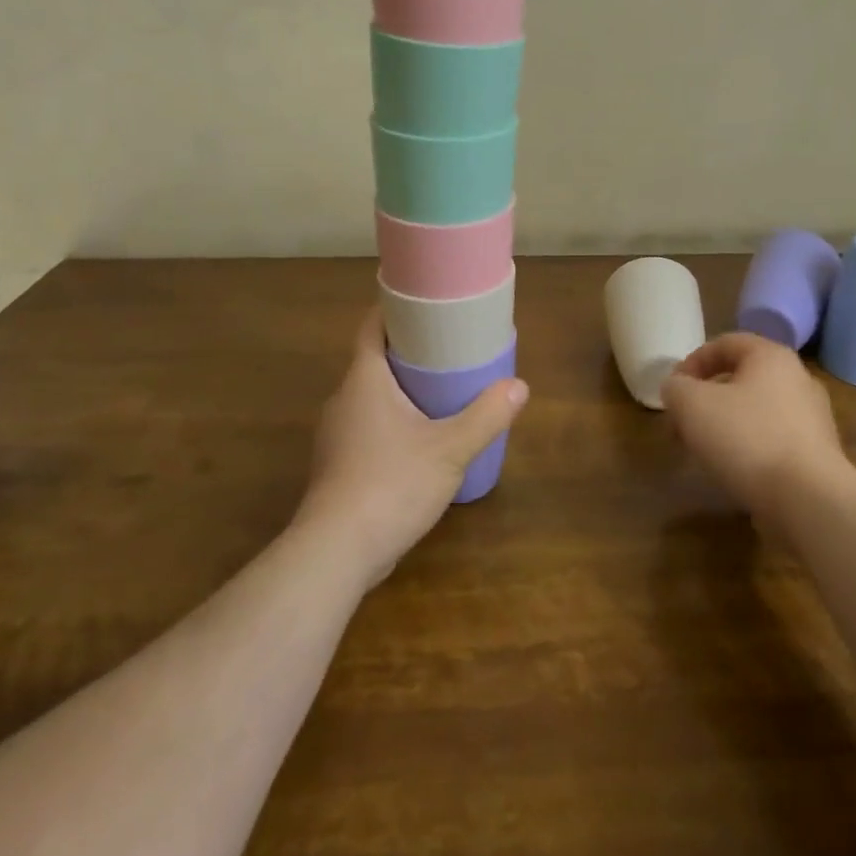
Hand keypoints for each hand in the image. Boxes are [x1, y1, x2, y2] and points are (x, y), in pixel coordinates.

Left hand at [297, 308, 527, 587]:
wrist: (336, 552)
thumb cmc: (392, 484)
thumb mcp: (450, 449)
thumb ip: (486, 416)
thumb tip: (519, 386)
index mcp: (364, 380)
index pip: (372, 327)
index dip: (395, 310)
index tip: (425, 304)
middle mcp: (344, 400)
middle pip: (374, 361)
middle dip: (408, 352)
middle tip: (448, 348)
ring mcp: (336, 435)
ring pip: (371, 398)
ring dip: (401, 390)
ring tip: (440, 392)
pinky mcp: (339, 466)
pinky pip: (368, 428)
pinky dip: (392, 422)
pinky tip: (419, 441)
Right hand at [660, 333, 848, 516]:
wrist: (808, 500)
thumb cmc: (747, 438)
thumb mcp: (692, 405)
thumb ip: (676, 388)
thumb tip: (677, 389)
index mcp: (771, 357)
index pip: (725, 343)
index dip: (692, 362)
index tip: (672, 390)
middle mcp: (798, 380)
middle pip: (740, 379)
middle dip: (705, 399)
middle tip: (681, 423)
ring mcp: (812, 419)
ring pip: (755, 412)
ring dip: (724, 425)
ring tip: (701, 450)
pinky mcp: (816, 455)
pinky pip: (772, 441)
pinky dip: (747, 449)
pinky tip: (731, 470)